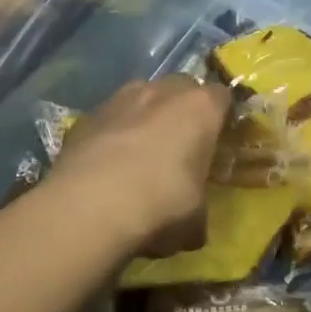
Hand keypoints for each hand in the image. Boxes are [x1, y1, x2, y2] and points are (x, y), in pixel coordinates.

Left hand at [46, 77, 230, 256]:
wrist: (89, 207)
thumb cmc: (160, 206)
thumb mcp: (195, 219)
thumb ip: (199, 209)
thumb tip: (192, 224)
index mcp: (200, 109)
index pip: (222, 97)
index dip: (222, 117)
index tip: (220, 139)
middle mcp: (163, 92)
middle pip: (182, 87)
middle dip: (184, 108)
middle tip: (182, 142)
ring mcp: (121, 98)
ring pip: (143, 94)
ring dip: (148, 113)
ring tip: (142, 149)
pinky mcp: (88, 115)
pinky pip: (111, 115)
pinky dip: (115, 130)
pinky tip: (108, 161)